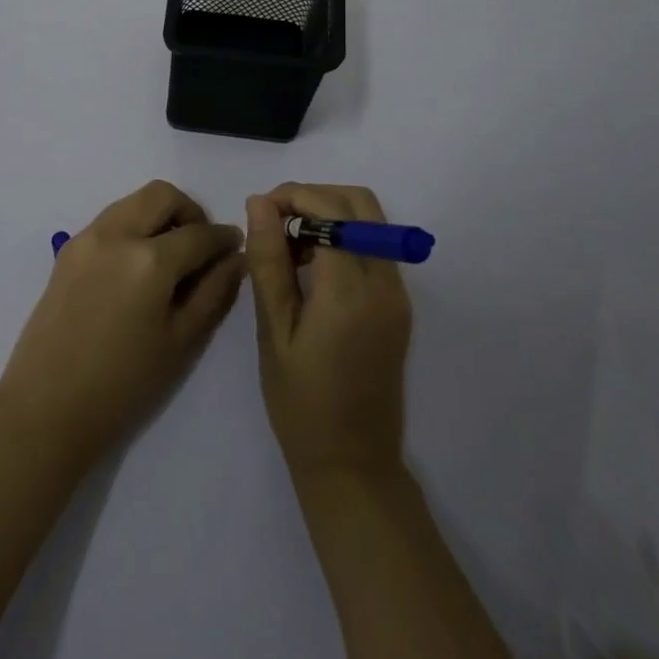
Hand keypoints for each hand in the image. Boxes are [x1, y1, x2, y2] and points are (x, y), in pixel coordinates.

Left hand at [0, 180, 244, 468]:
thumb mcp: (181, 343)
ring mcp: (86, 238)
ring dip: (159, 215)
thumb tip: (235, 258)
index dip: (223, 239)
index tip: (235, 247)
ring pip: (133, 202)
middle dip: (190, 212)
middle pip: (162, 196)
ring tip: (171, 256)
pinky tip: (138, 267)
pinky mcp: (67, 251)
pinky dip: (132, 227)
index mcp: (149, 260)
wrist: (45, 409)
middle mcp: (116, 234)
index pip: (199, 233)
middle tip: (202, 245)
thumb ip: (213, 293)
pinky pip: (110, 220)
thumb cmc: (123, 386)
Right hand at [244, 183, 411, 482]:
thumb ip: (269, 262)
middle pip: (359, 202)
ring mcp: (398, 293)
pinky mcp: (399, 305)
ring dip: (330, 214)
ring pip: (371, 220)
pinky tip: (312, 266)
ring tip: (289, 244)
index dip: (292, 196)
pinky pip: (375, 247)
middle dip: (315, 195)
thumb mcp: (274, 331)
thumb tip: (259, 203)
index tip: (260, 210)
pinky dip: (345, 237)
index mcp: (351, 291)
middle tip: (275, 218)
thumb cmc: (301, 403)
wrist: (353, 463)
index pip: (329, 211)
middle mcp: (384, 282)